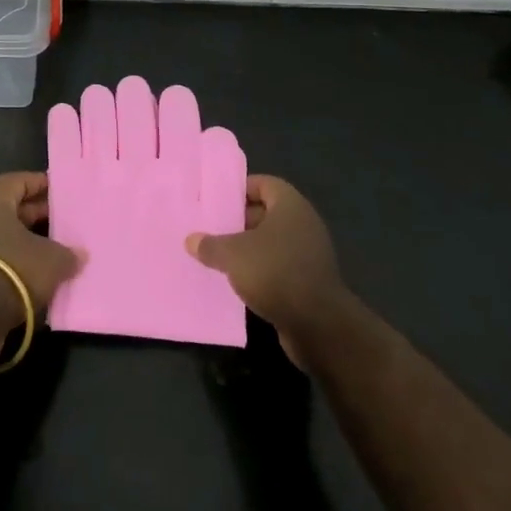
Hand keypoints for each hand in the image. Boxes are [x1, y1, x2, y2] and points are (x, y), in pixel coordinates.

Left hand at [0, 172, 83, 330]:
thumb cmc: (14, 268)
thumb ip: (68, 253)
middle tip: (65, 219)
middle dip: (38, 213)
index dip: (40, 183)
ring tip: (59, 247)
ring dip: (30, 240)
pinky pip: (2, 258)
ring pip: (7, 235)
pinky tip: (43, 272)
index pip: (18, 181)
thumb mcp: (51, 259)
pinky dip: (20, 261)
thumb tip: (80, 254)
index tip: (61, 189)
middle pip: (12, 208)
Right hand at [186, 176, 347, 368]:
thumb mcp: (233, 255)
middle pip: (267, 213)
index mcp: (290, 206)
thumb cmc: (275, 273)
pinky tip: (238, 282)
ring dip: (248, 248)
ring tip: (218, 255)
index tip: (216, 200)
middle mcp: (304, 224)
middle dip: (239, 220)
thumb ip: (210, 244)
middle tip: (211, 227)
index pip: (264, 184)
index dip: (240, 189)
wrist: (319, 326)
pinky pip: (279, 266)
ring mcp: (309, 254)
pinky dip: (261, 271)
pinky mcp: (310, 282)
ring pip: (272, 242)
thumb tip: (191, 240)